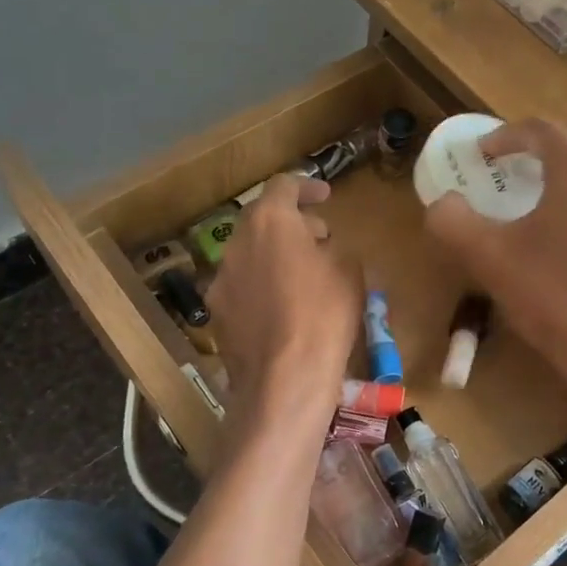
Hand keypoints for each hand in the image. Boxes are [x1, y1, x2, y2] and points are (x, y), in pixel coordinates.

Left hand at [205, 176, 358, 412]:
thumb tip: (322, 246)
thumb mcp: (349, 271)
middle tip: (320, 239)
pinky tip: (285, 310)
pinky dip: (263, 287)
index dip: (307, 186)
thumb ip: (334, 247)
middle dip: (292, 224)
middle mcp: (236, 244)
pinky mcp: (217, 315)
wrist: (285, 380)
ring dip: (275, 256)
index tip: (326, 196)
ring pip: (250, 255)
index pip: (283, 186)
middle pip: (262, 221)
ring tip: (304, 276)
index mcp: (269, 222)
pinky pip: (243, 288)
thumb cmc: (325, 315)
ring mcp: (221, 281)